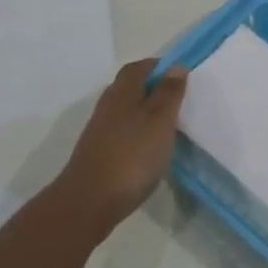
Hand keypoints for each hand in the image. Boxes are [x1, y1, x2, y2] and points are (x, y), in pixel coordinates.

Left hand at [58, 58, 187, 229]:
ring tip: (167, 124)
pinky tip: (149, 148)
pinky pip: (121, 132)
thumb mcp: (159, 121)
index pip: (138, 67)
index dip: (157, 66)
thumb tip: (175, 66)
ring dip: (144, 111)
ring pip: (124, 111)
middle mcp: (107, 106)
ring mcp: (100, 131)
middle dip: (151, 87)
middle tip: (176, 98)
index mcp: (122, 92)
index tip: (178, 73)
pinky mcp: (98, 153)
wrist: (89, 201)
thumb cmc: (132, 155)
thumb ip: (168, 93)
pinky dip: (137, 132)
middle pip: (129, 87)